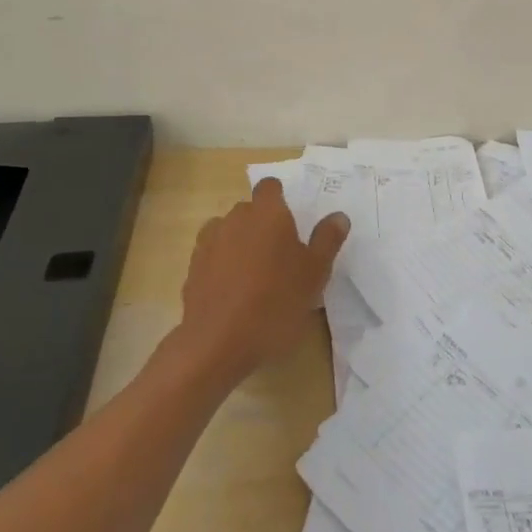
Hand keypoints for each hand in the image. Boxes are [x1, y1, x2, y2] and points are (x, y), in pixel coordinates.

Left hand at [179, 177, 349, 378]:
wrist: (217, 344)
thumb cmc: (276, 302)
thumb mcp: (315, 274)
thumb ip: (327, 240)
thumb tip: (338, 216)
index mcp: (267, 213)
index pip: (270, 187)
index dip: (280, 199)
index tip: (291, 222)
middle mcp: (235, 218)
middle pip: (249, 210)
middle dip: (262, 225)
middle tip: (281, 256)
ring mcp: (209, 243)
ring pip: (228, 232)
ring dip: (240, 244)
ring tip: (255, 276)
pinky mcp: (192, 269)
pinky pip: (212, 257)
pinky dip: (222, 266)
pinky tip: (234, 293)